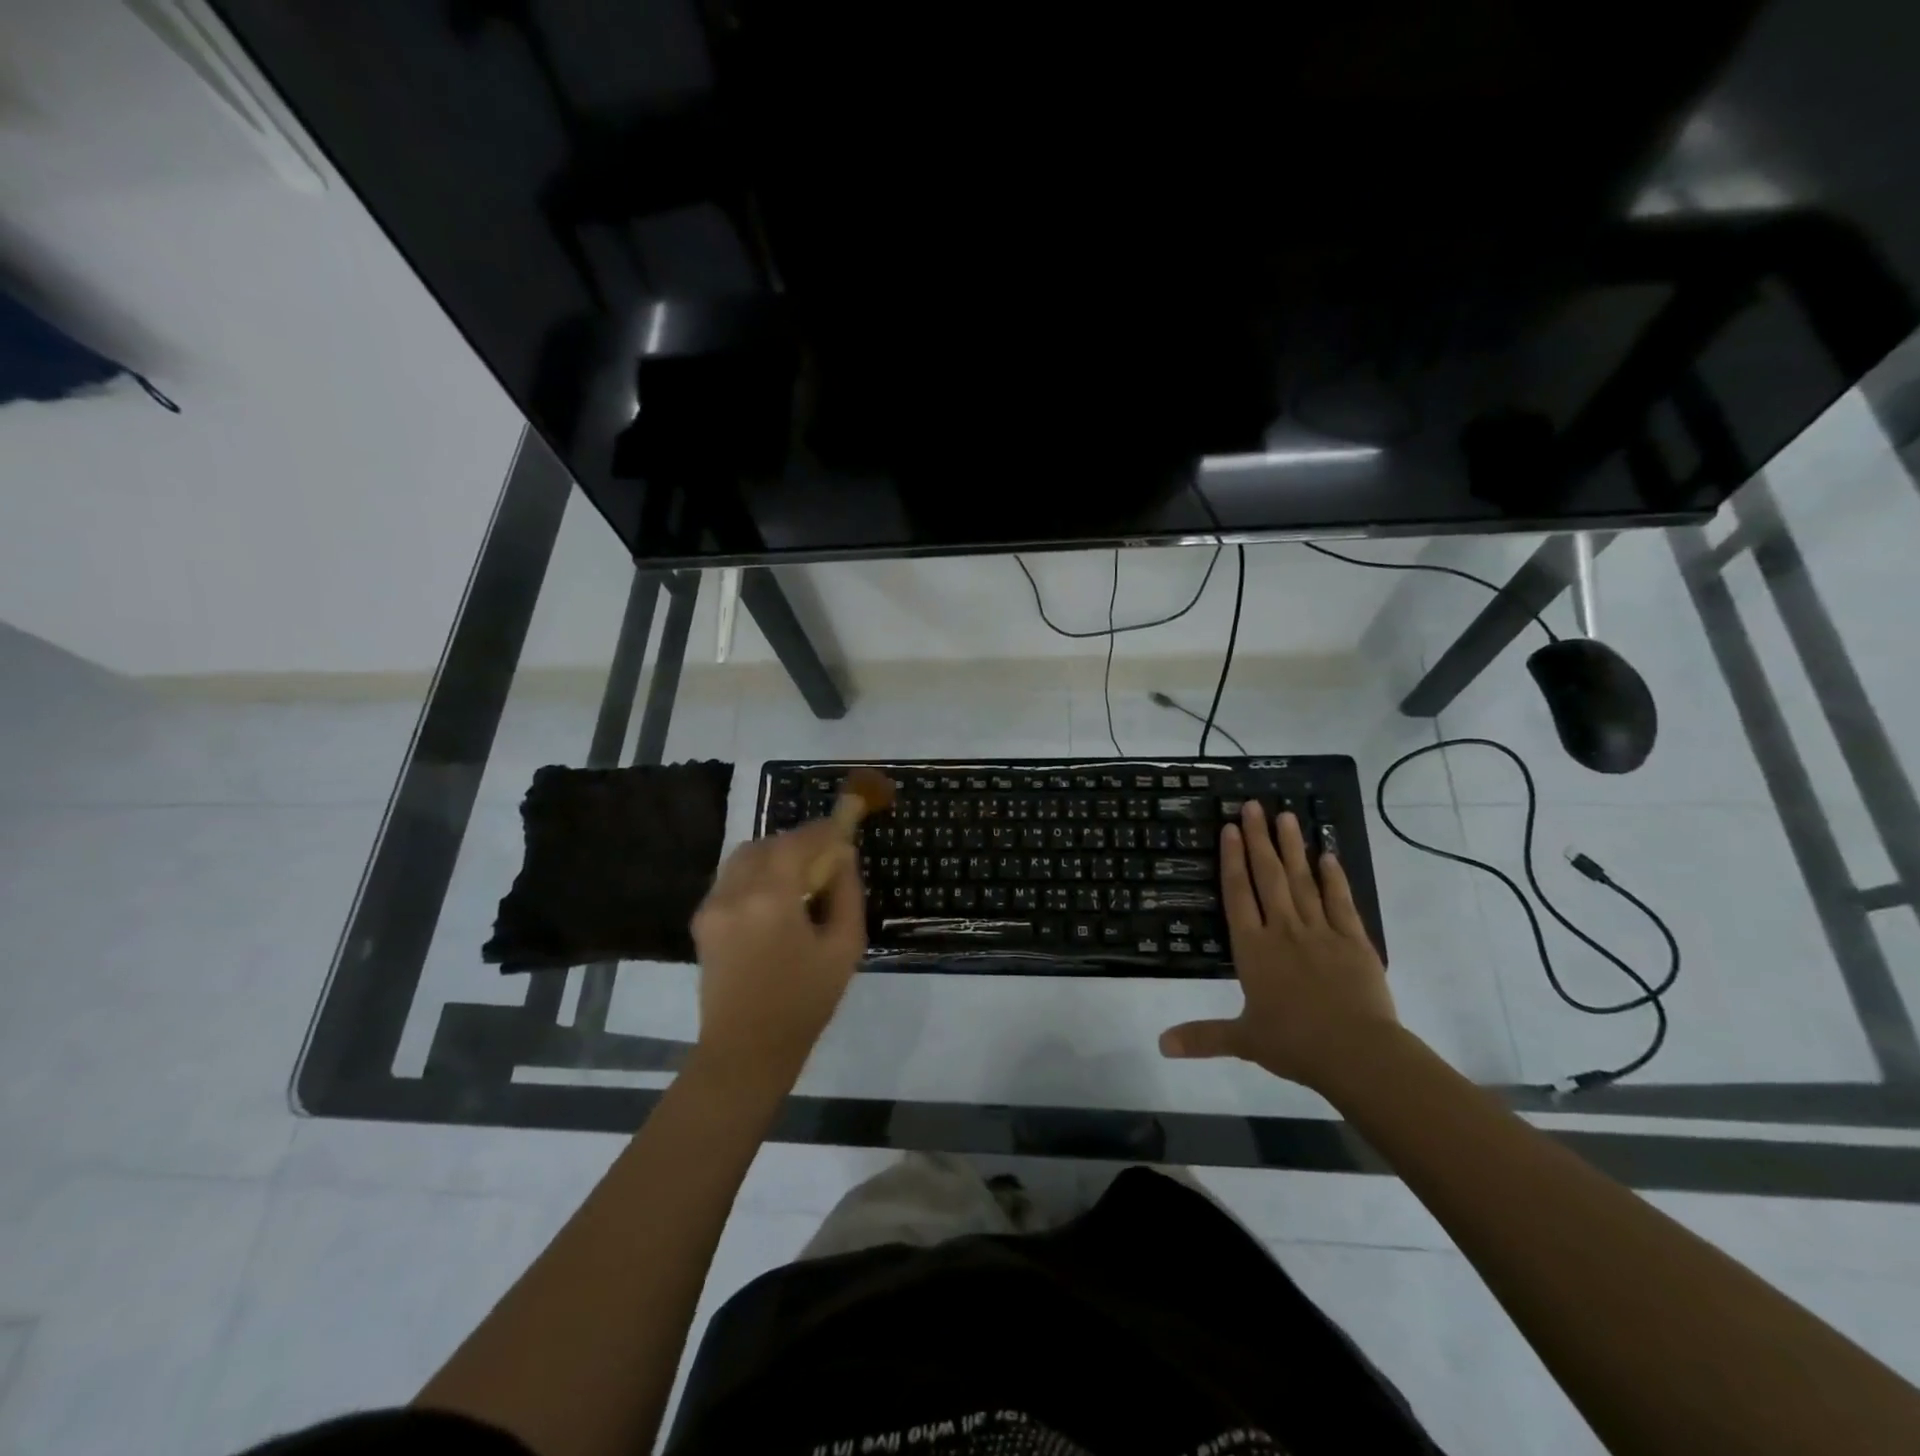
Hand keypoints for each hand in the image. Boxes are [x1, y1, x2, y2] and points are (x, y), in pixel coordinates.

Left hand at [690, 820, 866, 1086]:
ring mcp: (712, 905)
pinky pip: (730, 878)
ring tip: (798, 878)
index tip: (843, 825)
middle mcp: (735, 892)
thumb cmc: (804, 1002)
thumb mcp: (844, 947)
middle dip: (797, 842)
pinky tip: (773, 900)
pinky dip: (755, 874)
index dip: (822, 830)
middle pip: (767, 843)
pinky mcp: (701, 921)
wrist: (746, 1051)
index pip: (797, 841)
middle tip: (823, 857)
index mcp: (771, 898)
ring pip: (743, 857)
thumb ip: (846, 893)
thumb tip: (843, 856)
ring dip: (773, 856)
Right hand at [1159, 801, 1398, 1092]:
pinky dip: (1333, 876)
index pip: (1238, 894)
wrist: (1357, 1053)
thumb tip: (1159, 1045)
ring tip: (1287, 816)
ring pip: (1303, 880)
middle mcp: (1283, 930)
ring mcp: (1320, 931)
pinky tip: (1328, 854)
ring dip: (1293, 847)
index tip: (1230, 829)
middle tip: (1255, 805)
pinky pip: (1340, 901)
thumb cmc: (1294, 1043)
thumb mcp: (1243, 1041)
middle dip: (1259, 839)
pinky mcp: (1353, 940)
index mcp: (1253, 949)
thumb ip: (1202, 1037)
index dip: (1232, 860)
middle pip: (1268, 876)